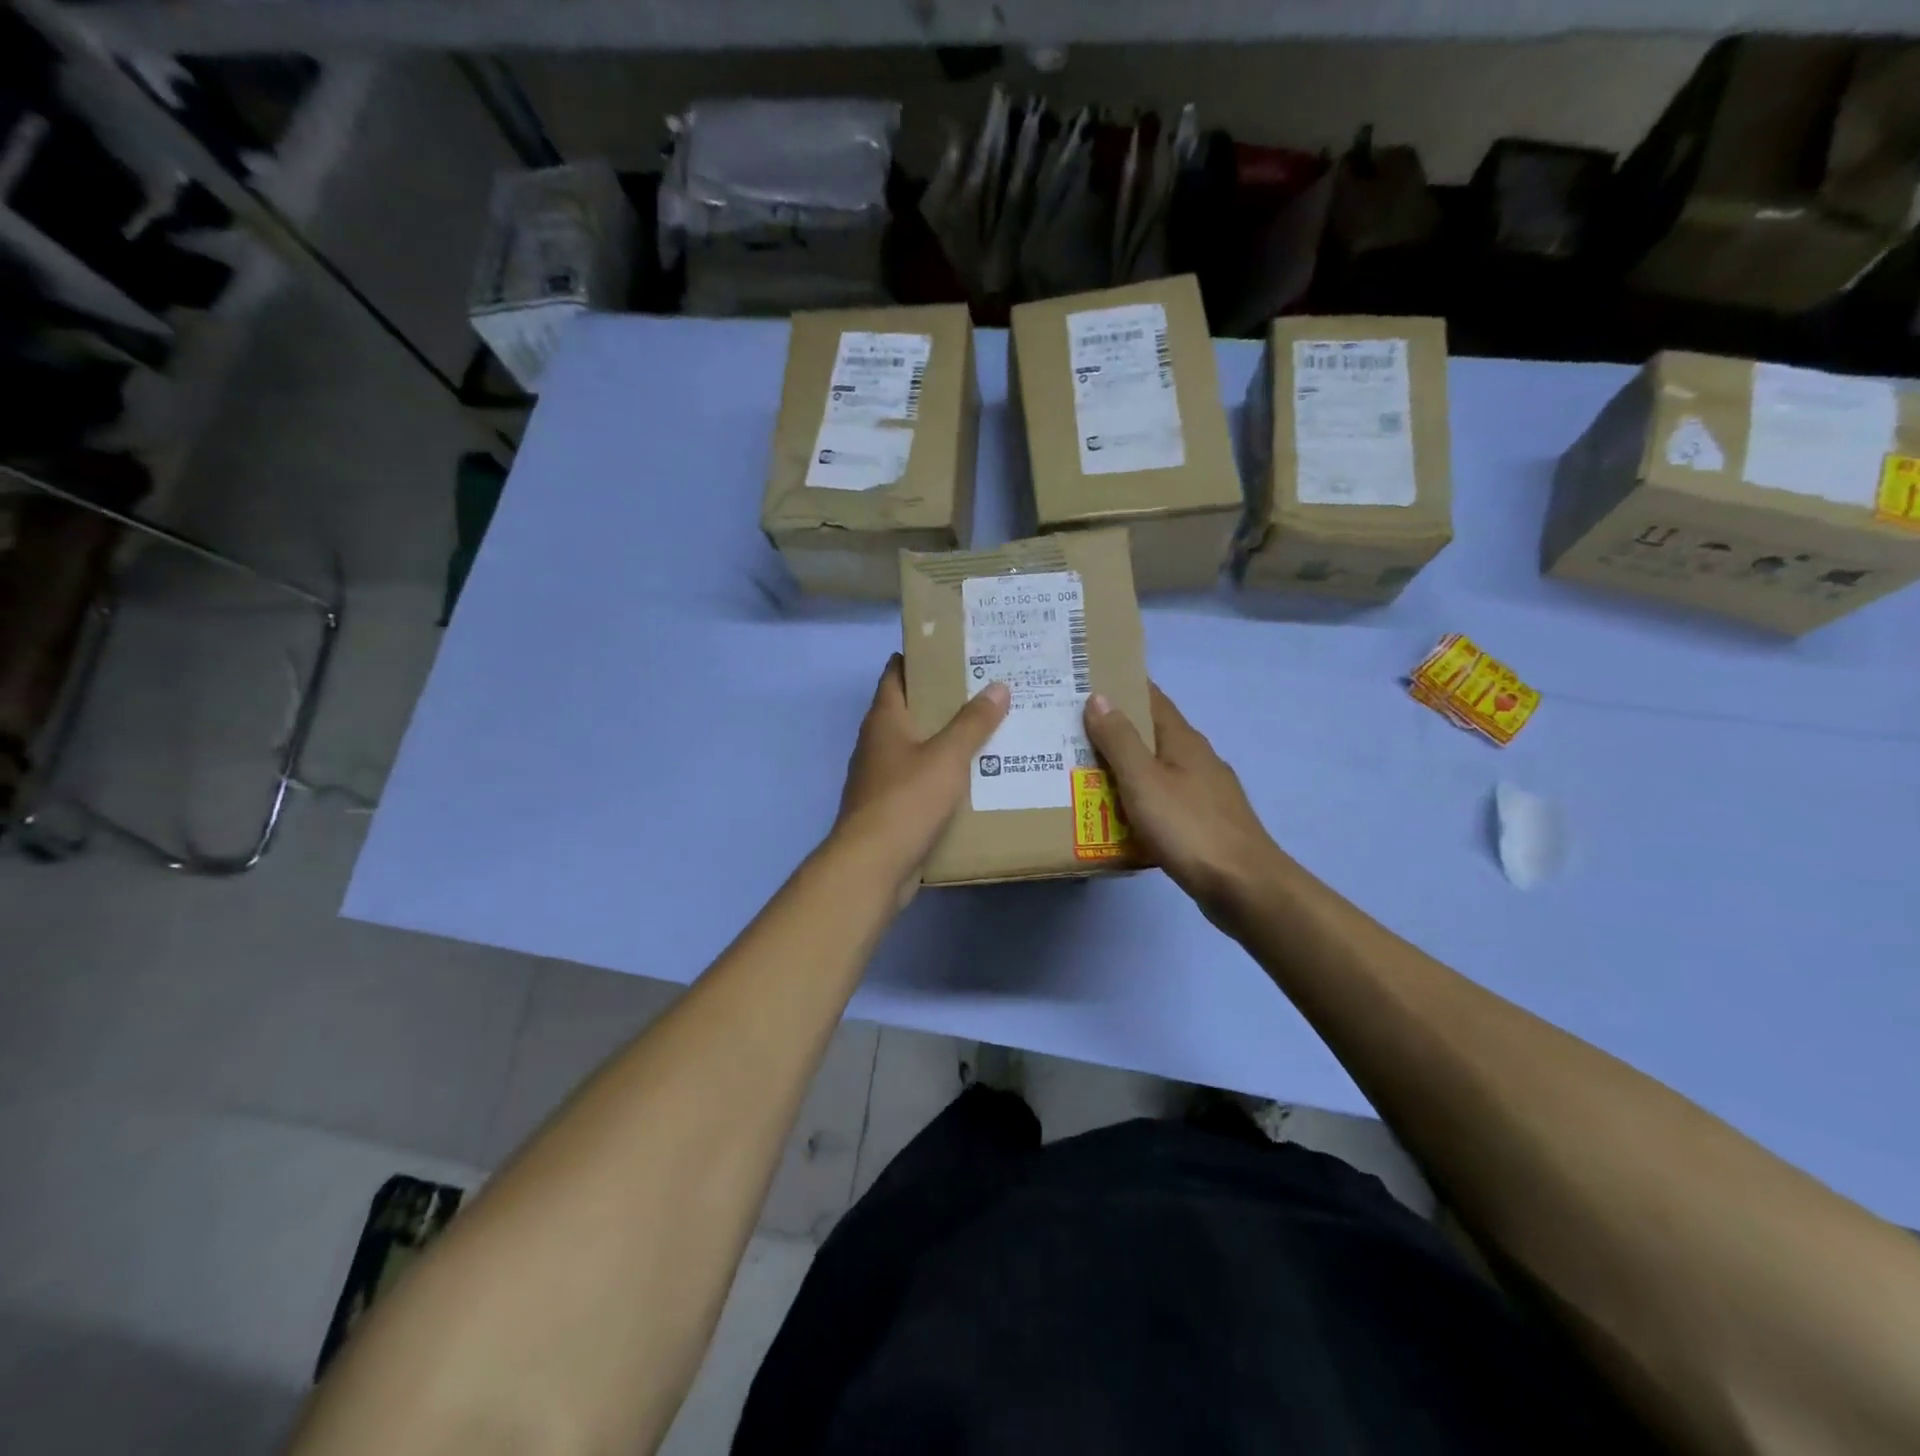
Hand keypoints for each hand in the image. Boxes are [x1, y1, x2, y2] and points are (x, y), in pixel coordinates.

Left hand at [833, 654, 1009, 886]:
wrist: (872, 865)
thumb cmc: (907, 800)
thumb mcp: (947, 756)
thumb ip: (973, 722)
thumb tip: (998, 685)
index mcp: (884, 720)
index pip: (896, 673)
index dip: (921, 657)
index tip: (955, 650)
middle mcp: (878, 743)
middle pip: (910, 709)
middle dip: (944, 699)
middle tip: (987, 688)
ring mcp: (881, 776)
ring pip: (917, 746)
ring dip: (946, 738)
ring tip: (989, 728)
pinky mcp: (890, 806)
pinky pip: (920, 779)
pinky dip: (943, 773)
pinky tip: (974, 777)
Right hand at [1084, 684, 1284, 924]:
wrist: (1242, 885)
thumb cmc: (1189, 827)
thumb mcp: (1144, 780)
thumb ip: (1119, 740)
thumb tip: (1099, 696)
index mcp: (1183, 740)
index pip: (1152, 698)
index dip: (1123, 687)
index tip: (1088, 682)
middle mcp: (1197, 759)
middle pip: (1152, 734)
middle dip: (1116, 730)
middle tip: (1071, 731)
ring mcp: (1204, 792)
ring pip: (1157, 770)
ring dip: (1125, 767)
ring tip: (1084, 772)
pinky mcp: (1204, 822)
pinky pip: (1163, 800)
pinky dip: (1138, 799)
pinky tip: (1118, 814)